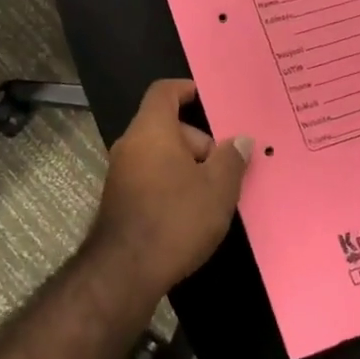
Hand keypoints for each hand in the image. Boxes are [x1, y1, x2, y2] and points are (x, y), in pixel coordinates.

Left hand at [91, 80, 252, 297]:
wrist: (126, 269)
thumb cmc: (176, 218)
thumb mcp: (217, 189)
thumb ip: (231, 159)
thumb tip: (240, 140)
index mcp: (151, 129)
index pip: (164, 91)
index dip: (186, 89)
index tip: (208, 99)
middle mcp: (130, 143)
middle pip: (166, 126)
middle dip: (198, 141)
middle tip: (225, 167)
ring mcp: (120, 171)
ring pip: (159, 154)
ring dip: (186, 165)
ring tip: (214, 193)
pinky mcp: (119, 197)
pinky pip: (150, 175)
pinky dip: (171, 182)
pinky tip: (191, 210)